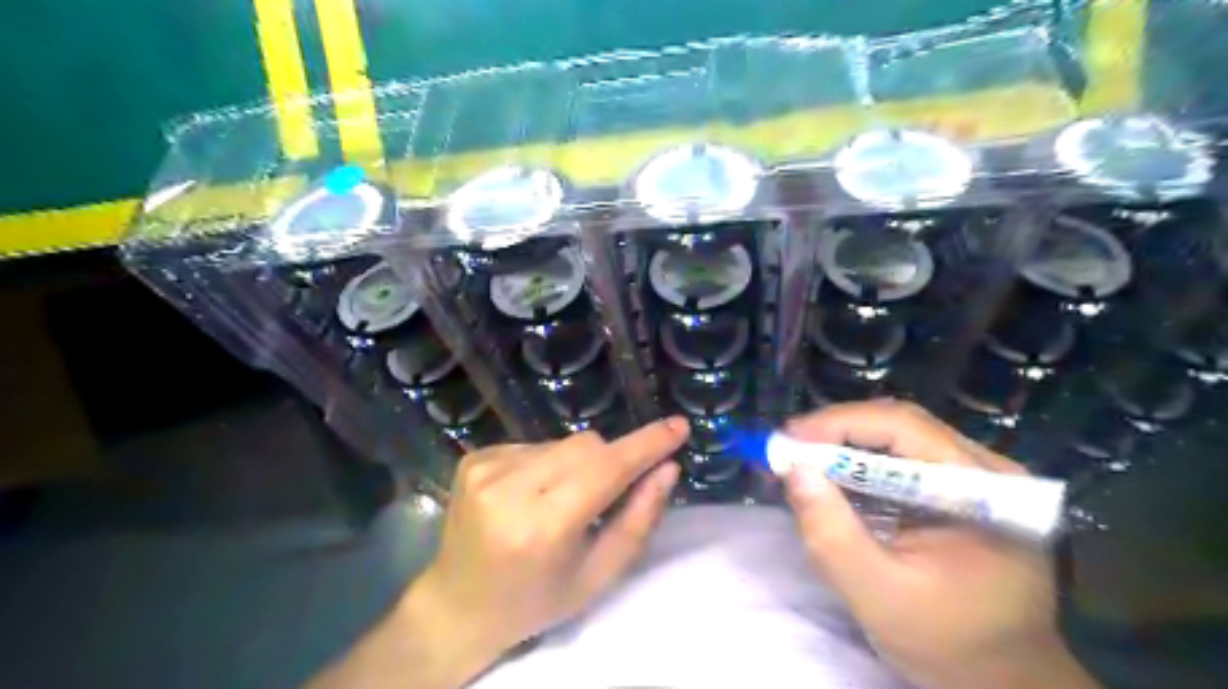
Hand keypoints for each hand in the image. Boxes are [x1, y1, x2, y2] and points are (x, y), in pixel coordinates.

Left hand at [403, 416, 687, 686]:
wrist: (458, 606)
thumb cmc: (536, 600)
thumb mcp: (598, 575)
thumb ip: (639, 520)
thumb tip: (668, 468)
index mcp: (542, 527)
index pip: (606, 469)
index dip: (646, 445)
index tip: (678, 427)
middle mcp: (508, 488)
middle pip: (587, 445)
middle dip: (610, 462)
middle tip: (607, 496)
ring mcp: (485, 468)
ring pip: (563, 442)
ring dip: (578, 464)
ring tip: (562, 501)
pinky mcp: (475, 457)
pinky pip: (536, 443)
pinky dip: (549, 463)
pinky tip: (534, 495)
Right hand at [780, 399, 1099, 688]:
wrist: (1003, 679)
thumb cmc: (948, 644)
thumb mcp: (878, 595)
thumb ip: (832, 534)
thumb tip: (793, 469)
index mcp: (984, 490)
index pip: (904, 427)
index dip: (840, 423)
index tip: (788, 439)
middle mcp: (986, 469)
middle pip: (900, 425)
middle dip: (837, 431)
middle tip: (788, 448)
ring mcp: (976, 477)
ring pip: (898, 438)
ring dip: (844, 445)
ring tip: (802, 461)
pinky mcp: (960, 489)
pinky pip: (902, 459)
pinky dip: (859, 464)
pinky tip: (833, 478)